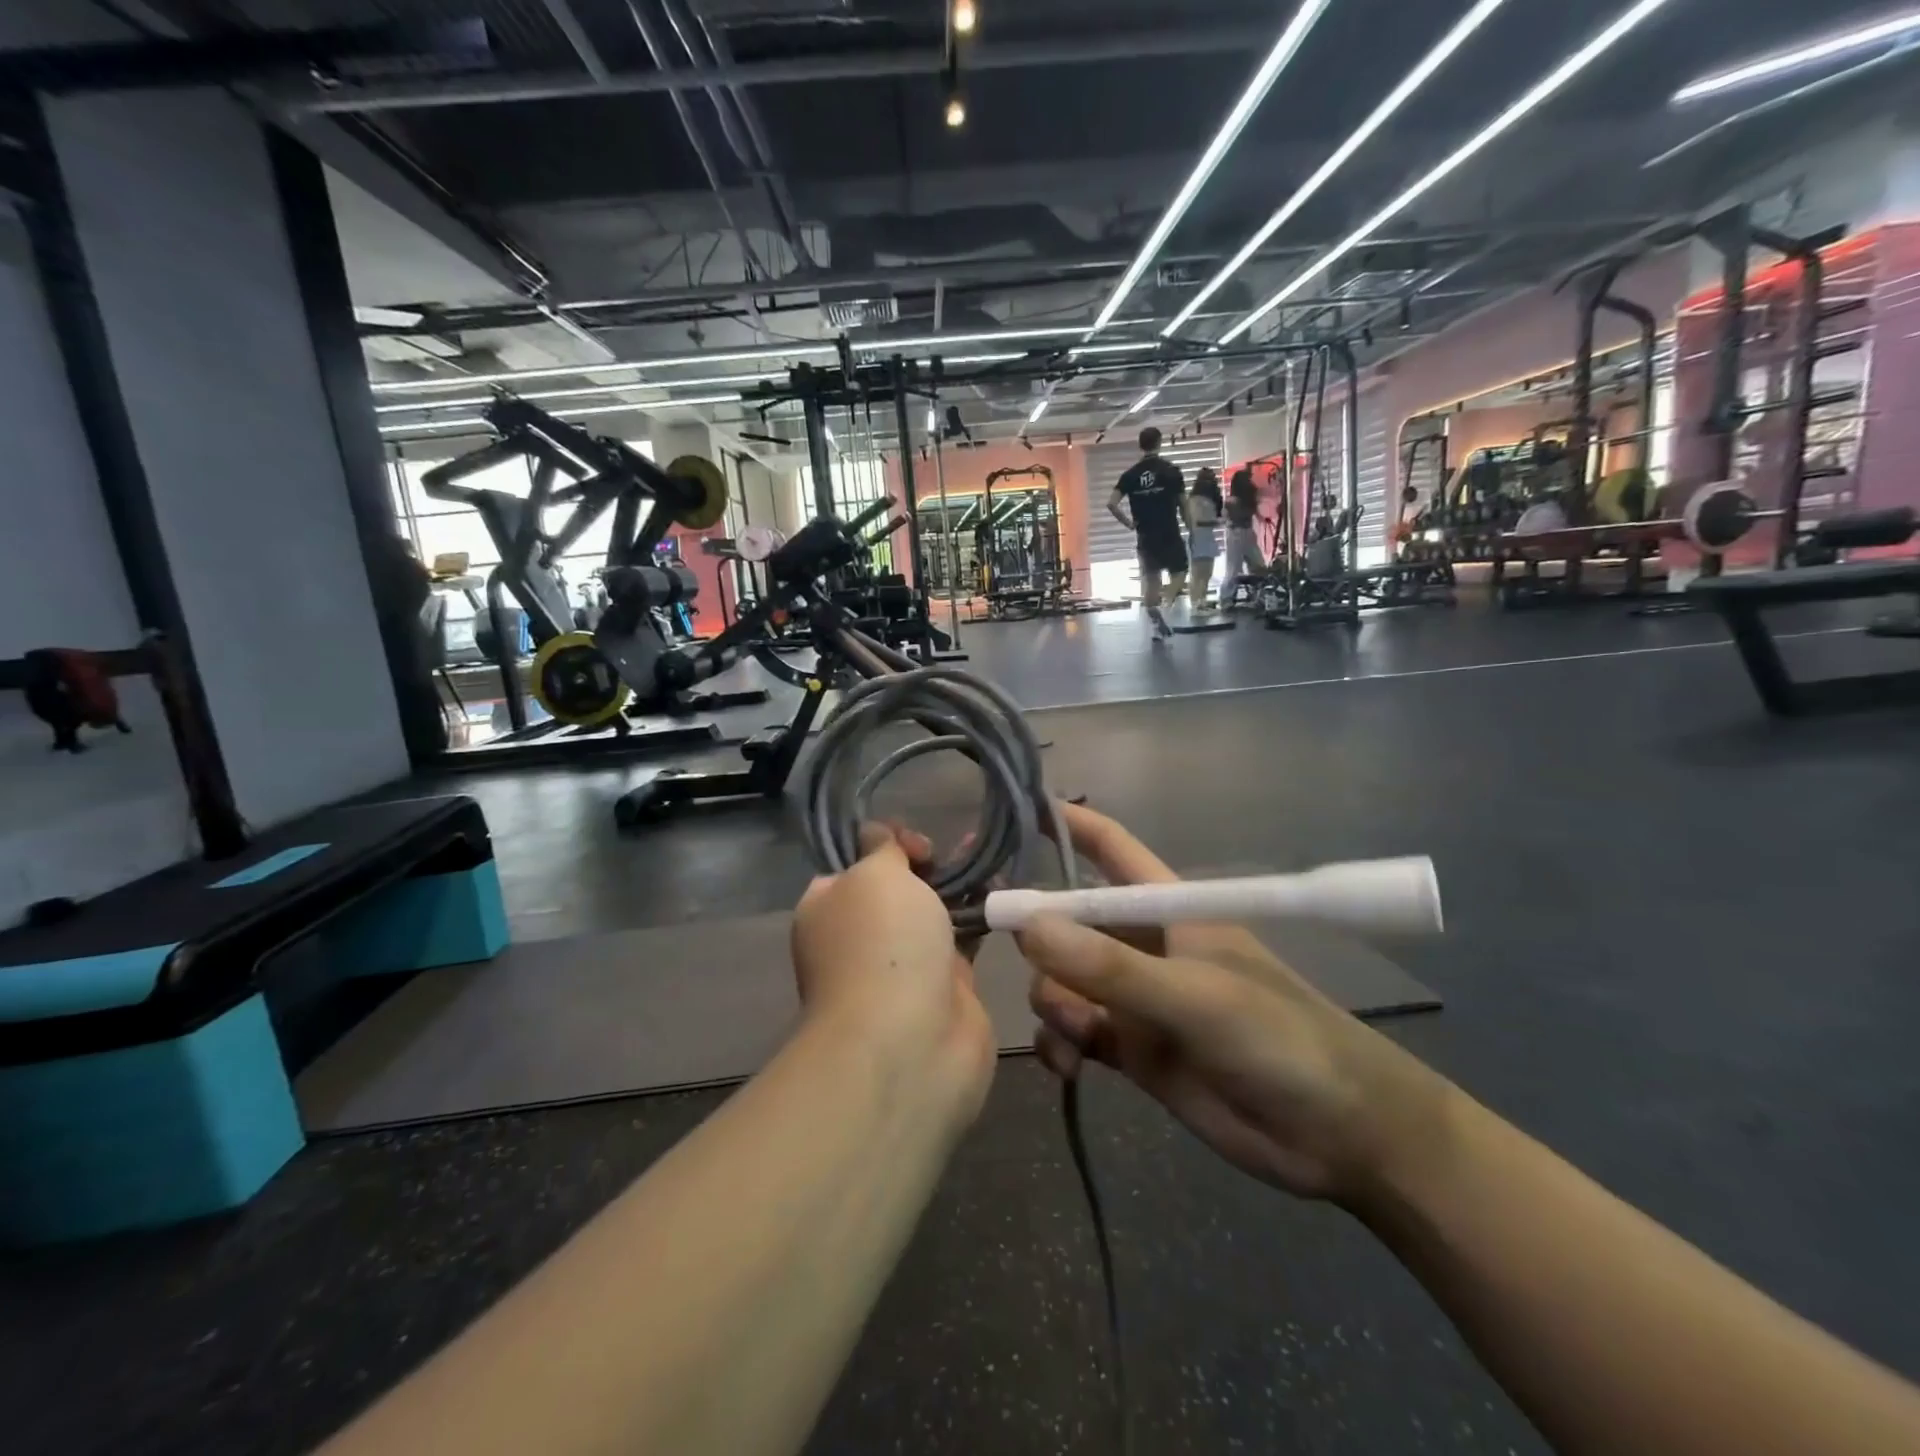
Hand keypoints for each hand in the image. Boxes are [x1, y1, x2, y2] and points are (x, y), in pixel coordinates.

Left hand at [791, 826, 995, 1121]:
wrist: (910, 1042)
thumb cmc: (881, 945)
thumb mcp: (873, 875)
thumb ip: (881, 849)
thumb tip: (876, 835)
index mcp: (827, 908)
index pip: (854, 865)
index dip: (885, 844)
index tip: (914, 843)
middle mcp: (860, 936)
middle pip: (897, 888)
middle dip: (926, 865)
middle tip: (953, 851)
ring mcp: (903, 965)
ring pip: (933, 913)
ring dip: (959, 886)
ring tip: (991, 857)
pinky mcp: (946, 988)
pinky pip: (964, 941)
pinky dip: (981, 917)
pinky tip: (1004, 893)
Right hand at [1018, 804, 1447, 1202]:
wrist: (1339, 1135)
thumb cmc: (1280, 1039)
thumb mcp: (1194, 997)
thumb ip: (1110, 967)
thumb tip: (1024, 926)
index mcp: (1167, 907)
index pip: (1108, 848)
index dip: (1062, 824)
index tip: (1005, 815)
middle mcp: (1143, 944)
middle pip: (1068, 919)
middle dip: (1033, 930)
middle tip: (988, 944)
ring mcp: (1135, 997)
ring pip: (1063, 979)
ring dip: (1052, 1000)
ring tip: (1073, 1034)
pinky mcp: (1132, 1048)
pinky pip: (1074, 1032)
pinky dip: (1060, 1043)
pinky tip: (1066, 1066)